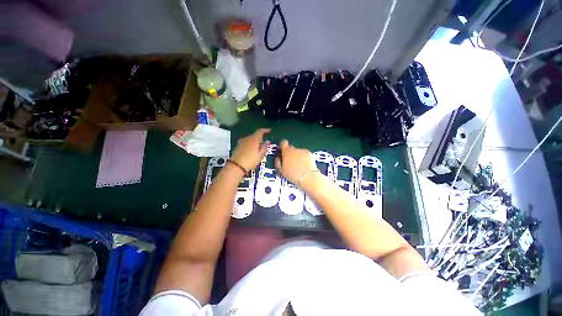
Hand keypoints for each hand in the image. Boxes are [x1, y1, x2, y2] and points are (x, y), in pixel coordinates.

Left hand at [231, 128, 270, 170]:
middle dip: (260, 138)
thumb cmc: (250, 160)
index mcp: (254, 139)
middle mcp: (247, 138)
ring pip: (250, 139)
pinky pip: (246, 142)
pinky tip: (252, 150)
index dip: (265, 130)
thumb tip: (268, 142)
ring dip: (255, 142)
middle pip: (255, 135)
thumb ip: (264, 147)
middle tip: (264, 144)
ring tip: (258, 148)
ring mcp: (241, 141)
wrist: (236, 166)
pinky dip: (250, 144)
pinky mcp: (238, 146)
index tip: (269, 130)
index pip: (260, 131)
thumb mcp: (260, 155)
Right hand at [275, 140, 317, 183]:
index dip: (282, 146)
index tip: (282, 151)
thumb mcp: (281, 170)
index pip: (283, 143)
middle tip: (290, 162)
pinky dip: (304, 158)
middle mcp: (295, 149)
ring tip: (299, 166)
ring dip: (297, 156)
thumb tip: (278, 158)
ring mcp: (303, 151)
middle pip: (291, 148)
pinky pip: (305, 155)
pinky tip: (305, 165)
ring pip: (298, 152)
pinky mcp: (310, 154)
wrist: (307, 177)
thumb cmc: (292, 174)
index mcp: (287, 151)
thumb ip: (278, 162)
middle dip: (290, 153)